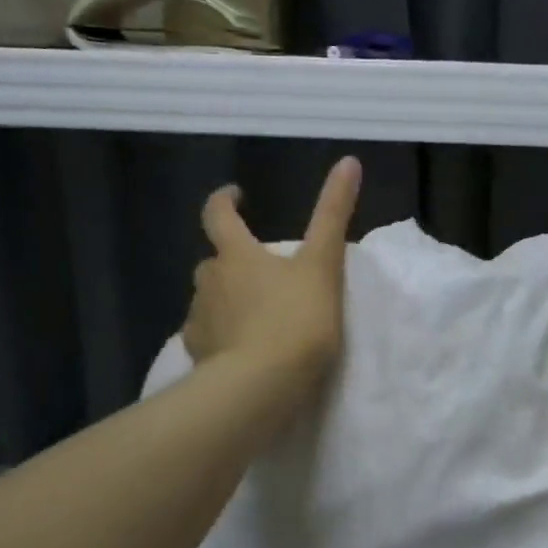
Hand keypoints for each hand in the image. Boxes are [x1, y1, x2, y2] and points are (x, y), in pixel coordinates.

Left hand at [182, 157, 361, 381]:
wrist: (262, 386)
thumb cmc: (296, 320)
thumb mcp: (323, 265)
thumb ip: (333, 213)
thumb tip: (349, 161)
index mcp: (237, 255)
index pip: (218, 215)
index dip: (224, 201)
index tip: (235, 195)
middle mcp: (210, 281)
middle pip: (214, 261)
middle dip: (232, 260)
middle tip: (261, 270)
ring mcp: (200, 319)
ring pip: (209, 299)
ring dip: (227, 298)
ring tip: (255, 315)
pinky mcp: (198, 354)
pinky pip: (206, 336)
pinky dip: (220, 335)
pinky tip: (240, 349)